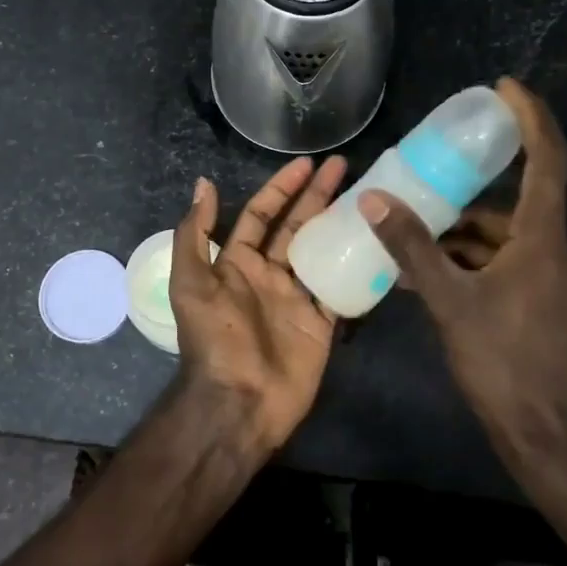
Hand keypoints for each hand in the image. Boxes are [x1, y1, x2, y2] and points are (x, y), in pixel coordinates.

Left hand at [169, 155, 346, 451]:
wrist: (239, 401)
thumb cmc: (214, 338)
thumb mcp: (191, 282)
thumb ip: (194, 234)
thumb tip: (204, 184)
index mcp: (238, 263)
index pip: (260, 214)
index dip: (280, 188)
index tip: (306, 164)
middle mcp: (269, 274)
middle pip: (296, 226)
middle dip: (316, 195)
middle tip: (342, 166)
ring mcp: (297, 298)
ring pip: (321, 250)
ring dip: (339, 224)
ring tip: (365, 196)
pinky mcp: (321, 322)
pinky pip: (341, 287)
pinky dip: (356, 267)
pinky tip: (375, 242)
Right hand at [360, 78, 566, 459]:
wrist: (545, 434)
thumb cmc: (500, 362)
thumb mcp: (448, 300)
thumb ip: (411, 247)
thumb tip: (373, 199)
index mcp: (545, 240)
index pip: (547, 160)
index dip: (530, 118)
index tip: (505, 88)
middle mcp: (564, 250)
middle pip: (515, 206)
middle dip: (466, 202)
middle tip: (424, 195)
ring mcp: (565, 278)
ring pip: (511, 239)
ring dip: (468, 240)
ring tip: (418, 247)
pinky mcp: (557, 301)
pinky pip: (515, 264)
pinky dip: (481, 263)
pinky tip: (443, 280)